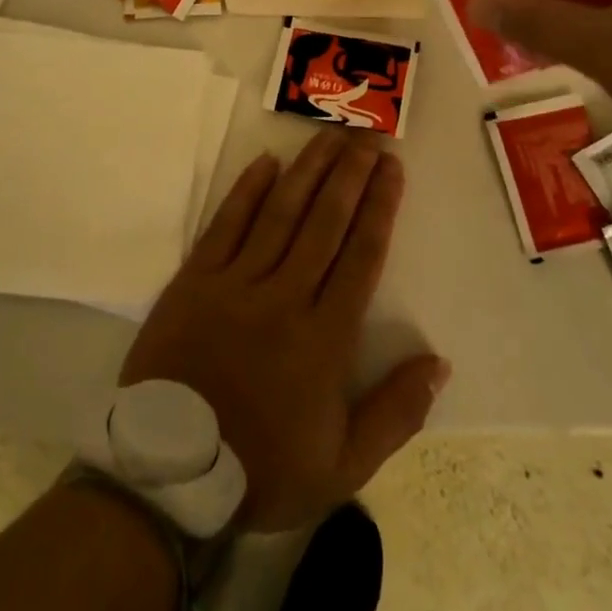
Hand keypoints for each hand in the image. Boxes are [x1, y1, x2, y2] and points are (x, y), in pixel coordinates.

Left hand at [120, 130, 448, 532]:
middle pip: (325, 222)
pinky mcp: (195, 279)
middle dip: (350, 175)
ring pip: (280, 213)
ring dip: (307, 171)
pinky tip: (266, 161)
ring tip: (328, 136)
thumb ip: (396, 413)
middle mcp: (284, 297)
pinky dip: (247, 191)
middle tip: (367, 136)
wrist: (170, 474)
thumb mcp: (343, 466)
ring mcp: (236, 283)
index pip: (361, 256)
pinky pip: (226, 224)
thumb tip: (440, 363)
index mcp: (324, 338)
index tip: (392, 168)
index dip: (380, 206)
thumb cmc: (261, 467)